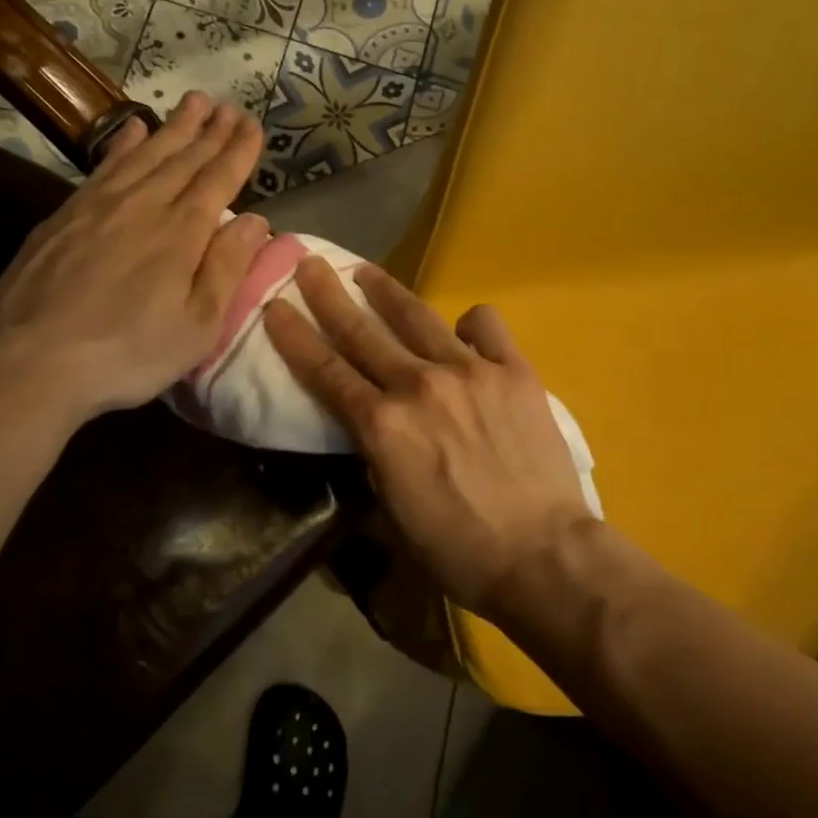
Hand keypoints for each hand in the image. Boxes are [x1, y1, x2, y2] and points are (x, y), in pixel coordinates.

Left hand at [0, 93, 266, 429]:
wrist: (32, 359)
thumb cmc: (130, 351)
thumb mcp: (198, 325)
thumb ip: (227, 268)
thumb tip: (257, 221)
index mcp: (182, 233)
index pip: (218, 179)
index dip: (238, 151)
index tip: (253, 124)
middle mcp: (144, 205)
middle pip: (184, 159)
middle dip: (211, 131)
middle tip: (230, 106)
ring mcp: (99, 205)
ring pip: (146, 153)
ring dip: (174, 127)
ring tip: (194, 103)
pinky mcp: (65, 214)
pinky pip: (105, 165)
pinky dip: (125, 143)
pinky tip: (134, 129)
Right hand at [264, 257, 593, 616]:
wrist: (542, 553)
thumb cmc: (459, 549)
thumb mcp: (394, 512)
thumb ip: (377, 458)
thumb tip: (376, 429)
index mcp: (382, 426)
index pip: (325, 372)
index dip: (295, 337)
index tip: (275, 306)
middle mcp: (418, 385)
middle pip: (362, 332)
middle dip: (328, 295)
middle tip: (309, 264)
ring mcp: (469, 371)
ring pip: (417, 318)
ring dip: (386, 291)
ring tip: (367, 271)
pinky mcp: (513, 370)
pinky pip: (485, 326)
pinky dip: (470, 324)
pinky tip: (466, 332)